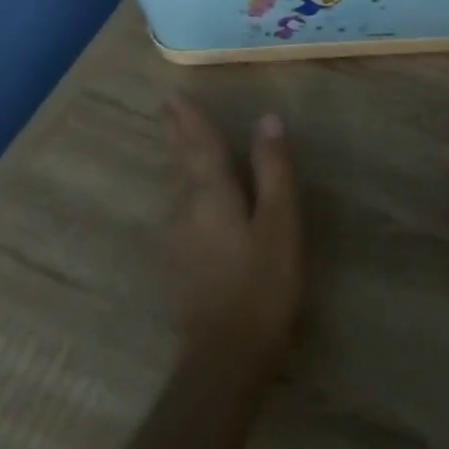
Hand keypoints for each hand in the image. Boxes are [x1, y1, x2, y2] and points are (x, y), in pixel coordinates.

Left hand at [162, 96, 304, 367]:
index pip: (199, 145)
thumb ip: (273, 170)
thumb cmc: (263, 284)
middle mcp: (184, 209)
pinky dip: (179, 183)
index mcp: (210, 194)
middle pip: (179, 161)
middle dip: (175, 132)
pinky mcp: (176, 260)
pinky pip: (176, 205)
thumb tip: (267, 120)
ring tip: (176, 136)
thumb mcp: (281, 223)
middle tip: (167, 106)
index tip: (174, 94)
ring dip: (175, 156)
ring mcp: (175, 237)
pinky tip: (182, 191)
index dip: (190, 119)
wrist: (224, 354)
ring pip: (174, 184)